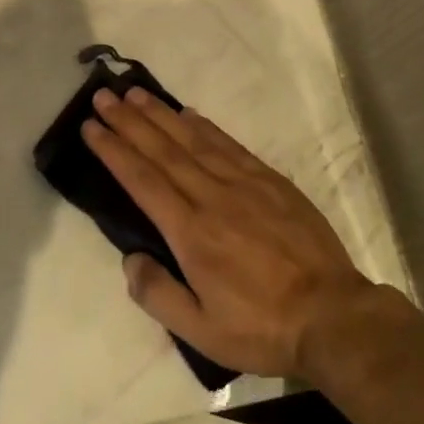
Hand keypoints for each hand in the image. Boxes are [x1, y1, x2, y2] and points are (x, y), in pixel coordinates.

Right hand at [83, 87, 377, 378]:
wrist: (332, 315)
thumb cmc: (262, 327)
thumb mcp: (202, 331)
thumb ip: (158, 294)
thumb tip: (130, 258)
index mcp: (190, 233)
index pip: (142, 180)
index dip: (113, 150)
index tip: (91, 126)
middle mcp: (211, 197)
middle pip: (162, 150)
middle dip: (128, 120)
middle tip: (103, 95)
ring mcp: (243, 183)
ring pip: (192, 139)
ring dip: (160, 114)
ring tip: (135, 92)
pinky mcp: (270, 180)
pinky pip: (228, 144)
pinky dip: (204, 126)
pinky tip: (188, 114)